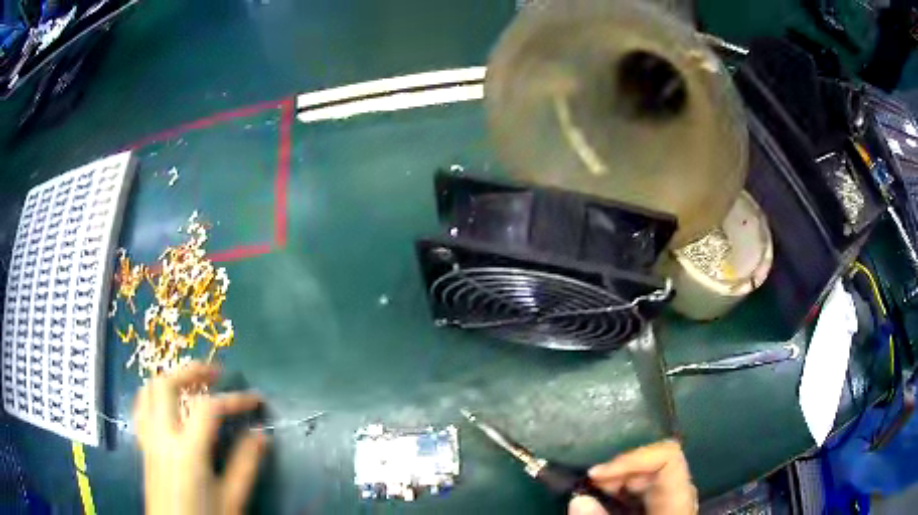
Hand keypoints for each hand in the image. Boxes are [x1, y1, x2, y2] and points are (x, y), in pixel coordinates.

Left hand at [133, 362, 268, 514]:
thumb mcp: (233, 500)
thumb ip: (245, 466)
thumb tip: (261, 435)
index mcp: (187, 451)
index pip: (209, 409)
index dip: (235, 399)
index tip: (256, 399)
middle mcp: (162, 437)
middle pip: (167, 384)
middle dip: (192, 371)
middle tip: (215, 374)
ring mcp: (149, 440)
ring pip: (149, 391)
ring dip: (170, 379)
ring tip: (191, 384)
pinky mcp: (143, 447)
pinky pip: (142, 408)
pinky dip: (155, 396)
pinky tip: (169, 406)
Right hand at [568, 440, 696, 514]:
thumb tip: (579, 499)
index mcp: (677, 504)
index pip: (668, 458)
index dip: (632, 458)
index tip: (595, 475)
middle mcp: (679, 497)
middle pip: (654, 465)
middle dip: (618, 472)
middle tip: (587, 487)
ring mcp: (670, 504)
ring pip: (646, 477)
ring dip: (615, 482)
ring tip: (590, 494)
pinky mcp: (659, 510)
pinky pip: (641, 492)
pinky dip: (618, 493)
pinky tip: (601, 505)